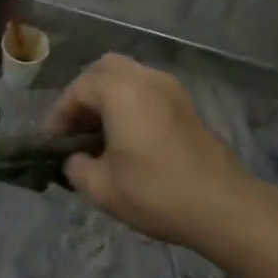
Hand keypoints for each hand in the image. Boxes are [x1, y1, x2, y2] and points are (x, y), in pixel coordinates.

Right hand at [48, 54, 264, 253]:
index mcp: (120, 90)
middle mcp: (145, 78)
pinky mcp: (188, 106)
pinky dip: (130, 104)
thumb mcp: (100, 187)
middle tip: (76, 128)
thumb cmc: (156, 192)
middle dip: (84, 95)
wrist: (225, 207)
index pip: (76, 90)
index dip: (58, 116)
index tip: (52, 144)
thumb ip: (75, 167)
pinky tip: (128, 138)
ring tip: (100, 134)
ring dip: (108, 98)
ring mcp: (171, 89)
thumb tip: (75, 159)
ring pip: (129, 77)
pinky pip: (148, 90)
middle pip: (104, 70)